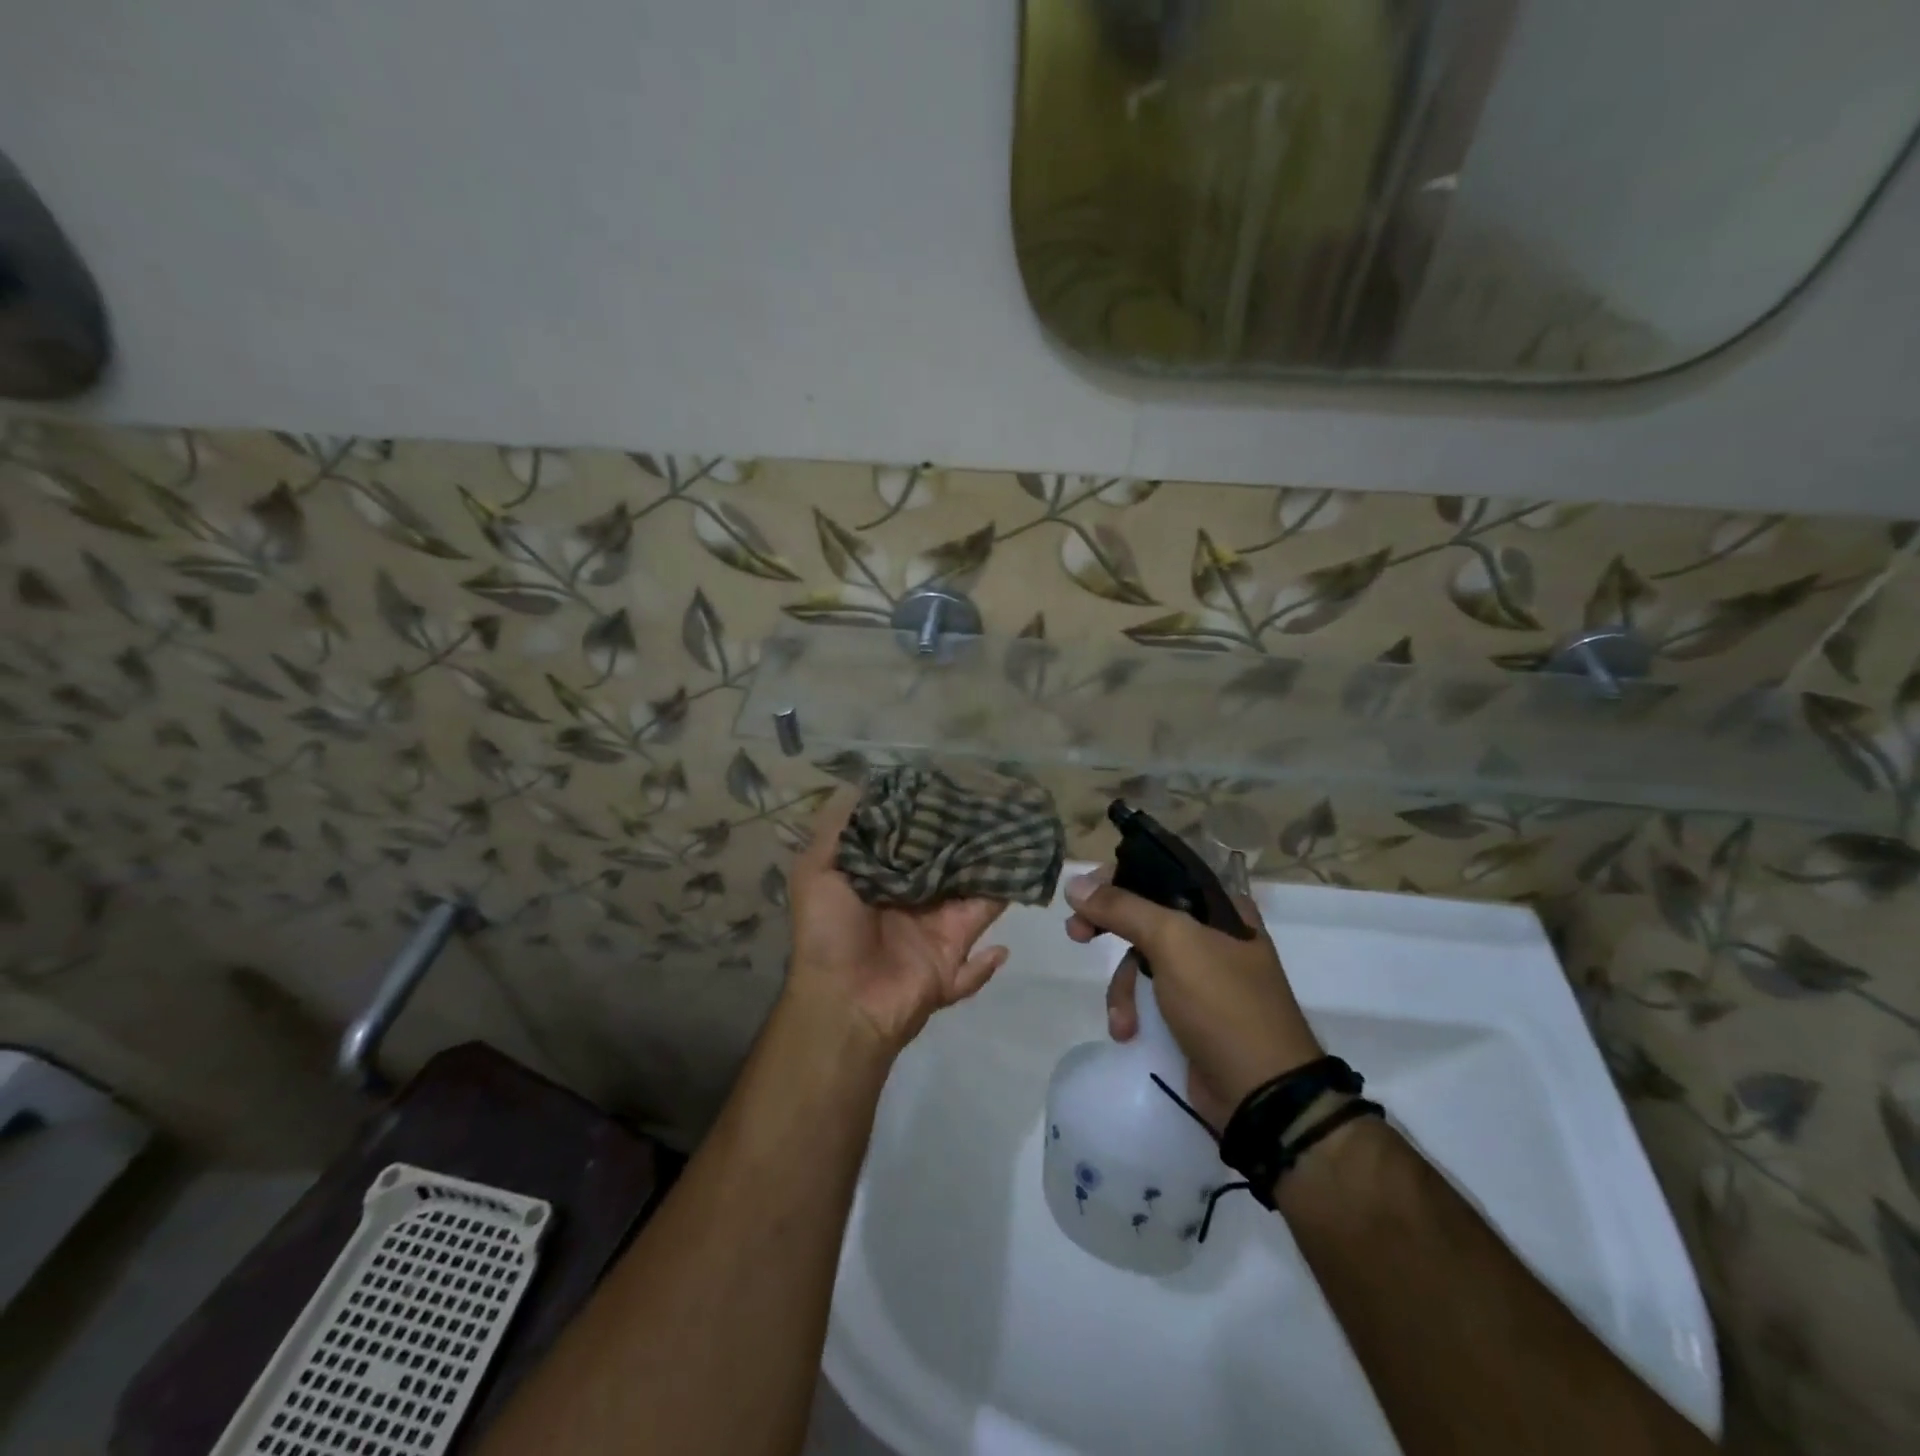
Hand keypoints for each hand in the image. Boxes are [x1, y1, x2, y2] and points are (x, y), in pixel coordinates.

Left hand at [785, 789, 1009, 1057]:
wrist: (842, 1002)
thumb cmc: (828, 932)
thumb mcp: (815, 872)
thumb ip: (836, 828)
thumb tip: (859, 782)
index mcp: (881, 880)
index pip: (912, 842)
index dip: (930, 819)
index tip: (954, 787)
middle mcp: (911, 902)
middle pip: (949, 868)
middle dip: (971, 845)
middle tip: (1000, 812)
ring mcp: (934, 934)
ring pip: (973, 901)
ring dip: (993, 881)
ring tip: (1020, 850)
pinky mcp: (951, 964)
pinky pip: (978, 963)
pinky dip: (991, 959)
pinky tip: (1003, 944)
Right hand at [1065, 866, 1321, 1126]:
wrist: (1261, 1093)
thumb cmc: (1223, 1004)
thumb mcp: (1173, 943)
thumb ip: (1122, 908)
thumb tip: (1075, 884)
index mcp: (1220, 907)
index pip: (1161, 872)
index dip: (1119, 877)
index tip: (1086, 893)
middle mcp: (1213, 935)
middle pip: (1145, 915)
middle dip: (1108, 928)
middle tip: (1076, 933)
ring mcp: (1201, 977)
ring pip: (1141, 960)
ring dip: (1123, 988)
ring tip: (1121, 1018)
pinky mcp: (1190, 1013)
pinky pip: (1148, 996)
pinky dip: (1133, 1011)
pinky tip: (1130, 1032)